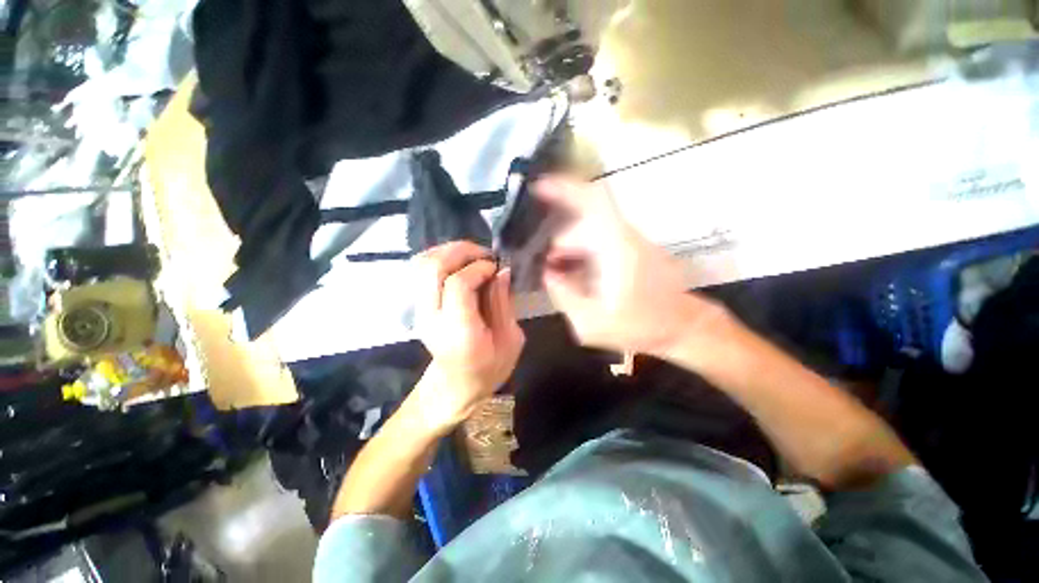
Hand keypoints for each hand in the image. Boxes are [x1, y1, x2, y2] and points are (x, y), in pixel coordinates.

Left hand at [412, 241, 524, 429]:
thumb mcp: (510, 341)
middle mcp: (432, 318)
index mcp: (459, 332)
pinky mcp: (418, 305)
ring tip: (472, 255)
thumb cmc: (489, 368)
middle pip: (432, 269)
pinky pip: (420, 270)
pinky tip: (459, 262)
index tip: (496, 268)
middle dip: (460, 252)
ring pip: (422, 265)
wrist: (456, 385)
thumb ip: (503, 304)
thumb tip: (501, 271)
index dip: (478, 268)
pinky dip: (439, 258)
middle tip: (484, 254)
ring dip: (448, 251)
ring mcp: (420, 311)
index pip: (457, 285)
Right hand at [534, 177, 719, 354]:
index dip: (564, 188)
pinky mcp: (631, 250)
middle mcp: (623, 236)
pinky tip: (575, 277)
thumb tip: (547, 274)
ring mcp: (629, 241)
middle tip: (545, 270)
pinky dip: (581, 254)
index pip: (592, 200)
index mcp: (616, 246)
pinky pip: (598, 242)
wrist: (682, 327)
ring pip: (588, 234)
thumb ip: (564, 295)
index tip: (538, 187)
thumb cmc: (641, 326)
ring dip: (569, 252)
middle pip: (580, 225)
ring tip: (558, 278)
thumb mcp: (591, 321)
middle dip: (557, 244)